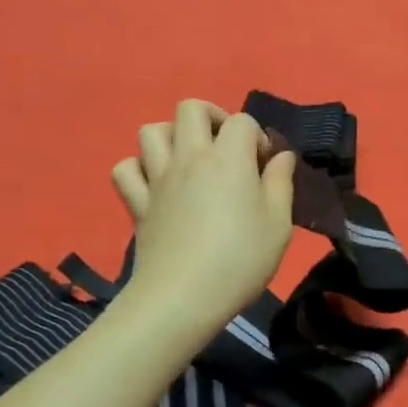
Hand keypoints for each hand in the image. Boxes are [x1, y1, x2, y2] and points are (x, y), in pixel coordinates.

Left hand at [110, 100, 297, 333]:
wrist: (182, 298)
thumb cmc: (239, 261)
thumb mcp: (279, 225)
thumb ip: (281, 184)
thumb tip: (281, 156)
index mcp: (228, 159)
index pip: (242, 121)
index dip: (257, 137)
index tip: (265, 167)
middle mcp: (189, 157)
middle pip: (190, 108)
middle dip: (212, 117)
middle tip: (226, 148)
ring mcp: (157, 178)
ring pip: (151, 131)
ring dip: (171, 136)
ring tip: (189, 160)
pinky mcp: (137, 203)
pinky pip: (125, 169)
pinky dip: (138, 169)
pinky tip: (155, 184)